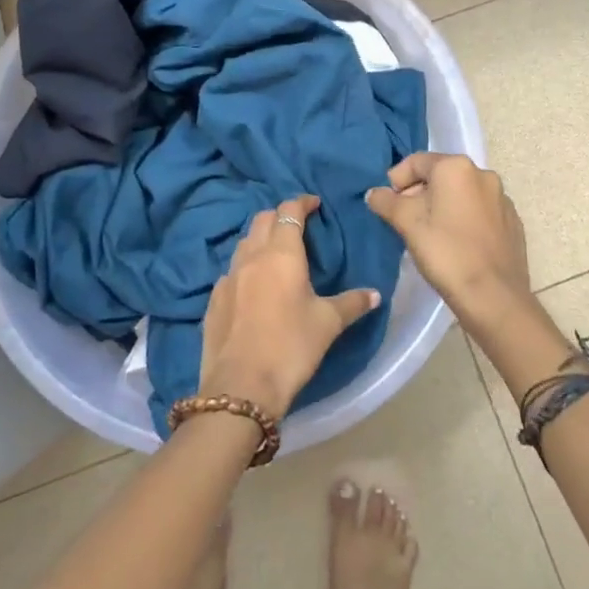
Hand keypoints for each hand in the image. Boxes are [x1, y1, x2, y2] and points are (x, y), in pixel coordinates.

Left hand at [197, 194, 379, 418]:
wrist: (241, 385)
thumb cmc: (291, 347)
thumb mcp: (328, 324)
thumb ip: (352, 303)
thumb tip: (374, 294)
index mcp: (282, 254)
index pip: (289, 210)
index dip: (302, 202)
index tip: (314, 204)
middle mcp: (252, 256)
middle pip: (262, 219)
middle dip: (280, 215)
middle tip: (298, 226)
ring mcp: (228, 276)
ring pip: (244, 243)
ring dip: (260, 238)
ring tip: (277, 252)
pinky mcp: (214, 298)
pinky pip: (231, 270)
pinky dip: (245, 267)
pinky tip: (254, 286)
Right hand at [366, 153, 535, 336]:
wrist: (494, 296)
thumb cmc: (446, 253)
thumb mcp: (407, 224)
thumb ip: (386, 202)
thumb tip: (374, 193)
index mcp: (457, 167)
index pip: (416, 162)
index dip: (396, 180)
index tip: (387, 204)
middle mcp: (483, 174)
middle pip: (440, 175)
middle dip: (418, 193)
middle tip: (404, 220)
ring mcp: (501, 199)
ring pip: (461, 194)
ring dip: (441, 206)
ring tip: (429, 234)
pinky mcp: (512, 222)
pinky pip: (479, 212)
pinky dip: (463, 219)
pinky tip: (455, 245)